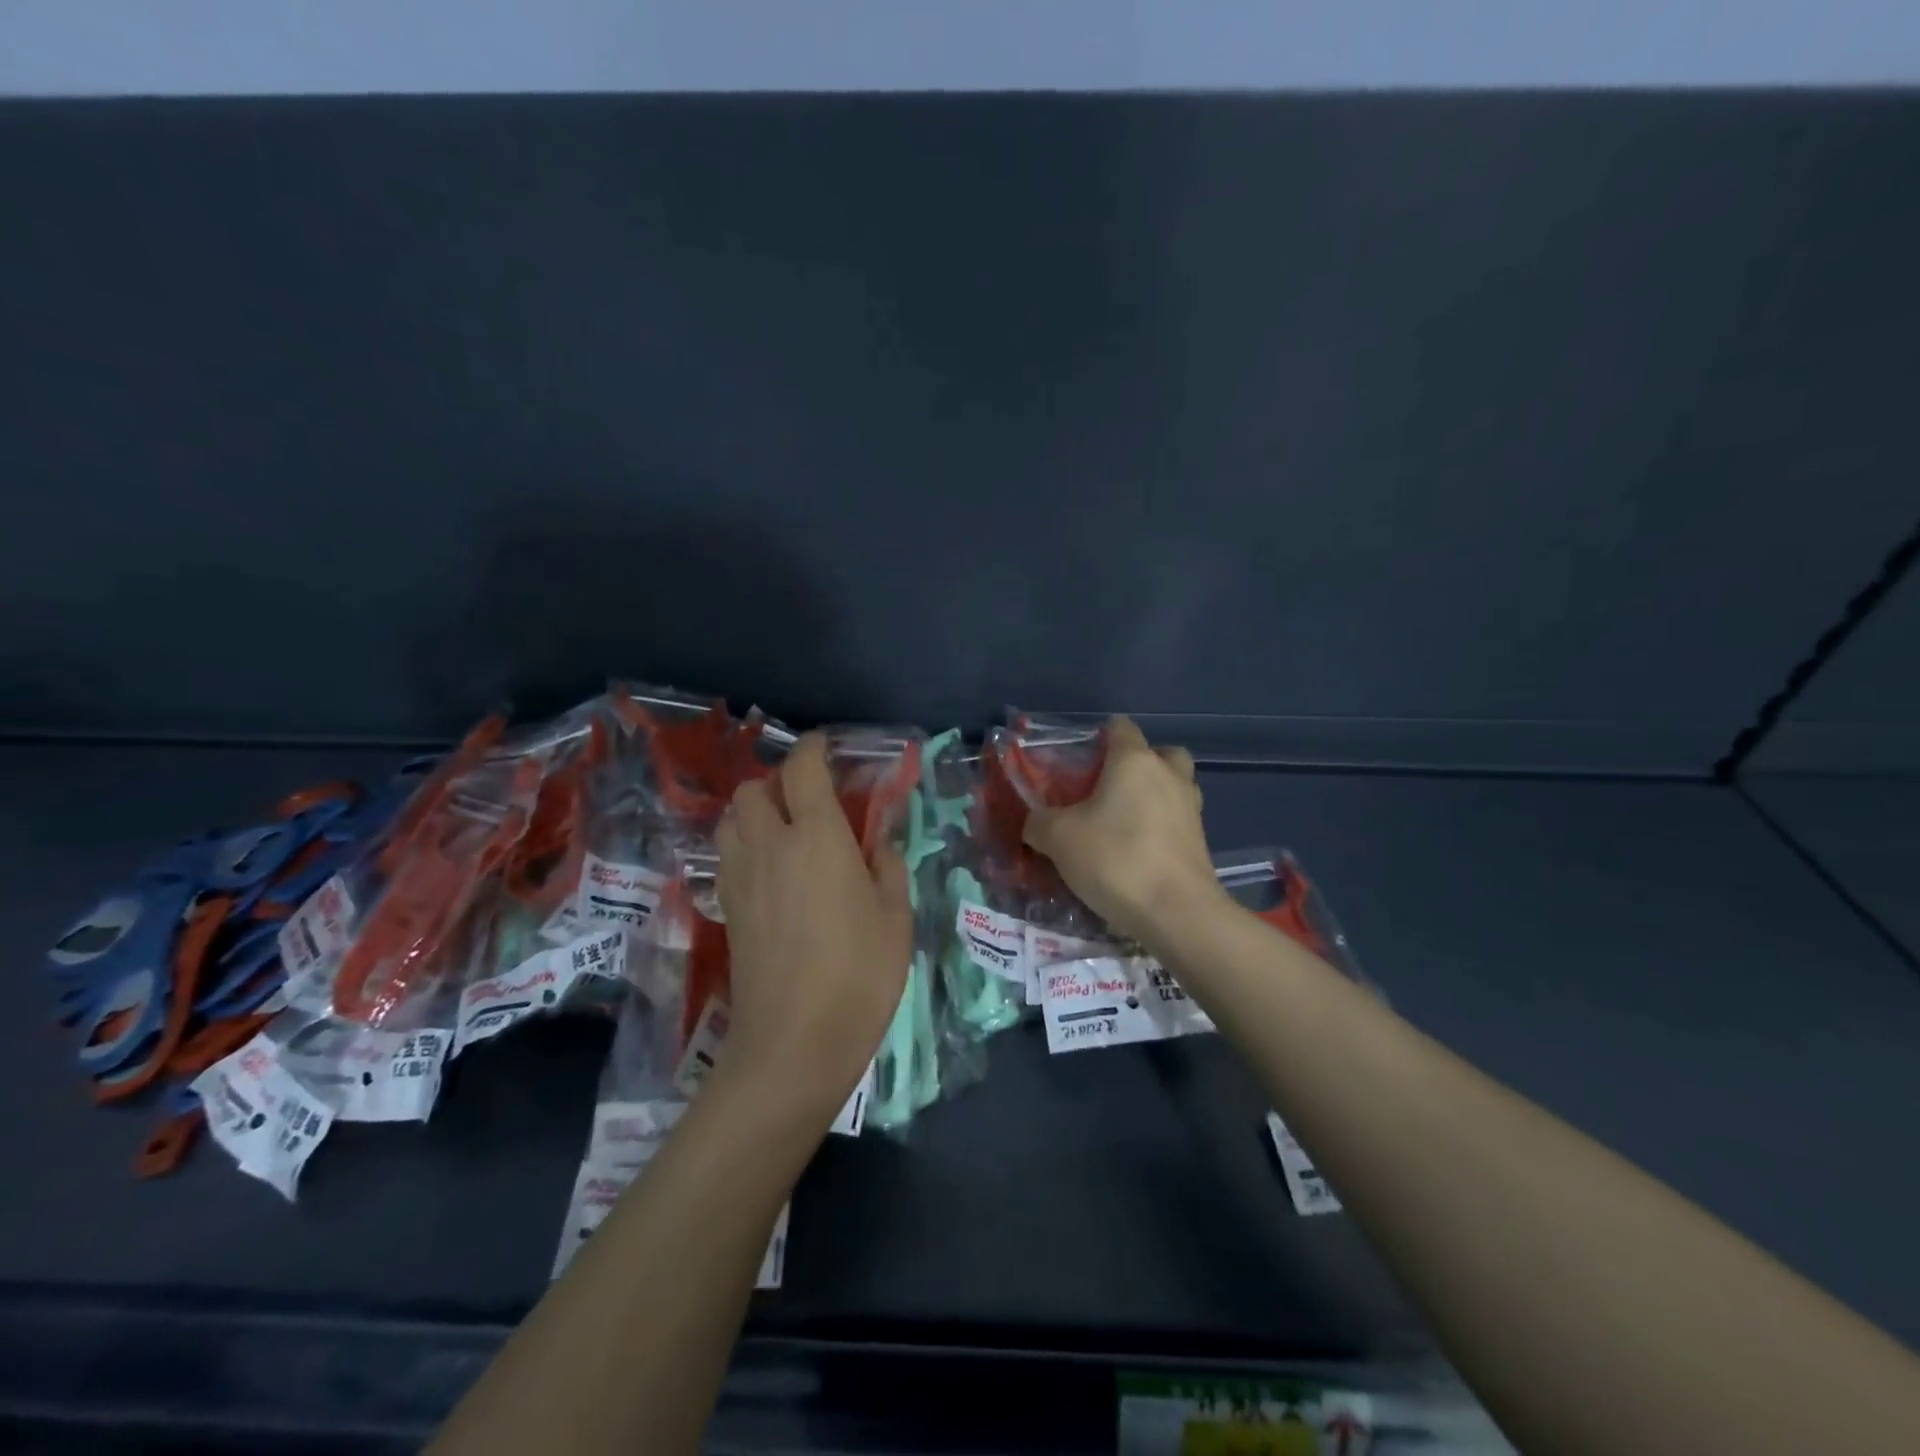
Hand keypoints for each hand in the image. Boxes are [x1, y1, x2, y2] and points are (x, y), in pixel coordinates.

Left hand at [716, 734, 911, 1120]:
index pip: (802, 770)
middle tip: (808, 799)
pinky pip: (727, 853)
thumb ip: (888, 867)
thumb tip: (877, 844)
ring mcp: (740, 877)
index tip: (826, 747)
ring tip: (784, 831)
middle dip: (777, 781)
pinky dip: (744, 844)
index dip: (813, 748)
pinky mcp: (726, 907)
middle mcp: (770, 845)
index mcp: (817, 838)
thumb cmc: (858, 975)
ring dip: (754, 811)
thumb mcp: (896, 917)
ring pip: (731, 819)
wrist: (793, 1043)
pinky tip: (771, 870)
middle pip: (753, 789)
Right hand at [1023, 717, 1224, 943]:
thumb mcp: (1058, 838)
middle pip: (1158, 753)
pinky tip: (1136, 851)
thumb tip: (1035, 822)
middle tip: (1107, 789)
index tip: (1078, 761)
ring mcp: (1191, 807)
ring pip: (1172, 786)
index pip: (1120, 727)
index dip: (1098, 737)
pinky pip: (1177, 819)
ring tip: (1121, 823)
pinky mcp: (1201, 840)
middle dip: (1136, 765)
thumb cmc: (1115, 859)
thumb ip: (1039, 822)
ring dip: (1152, 795)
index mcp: (1134, 761)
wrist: (1177, 913)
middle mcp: (1168, 774)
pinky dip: (1160, 827)